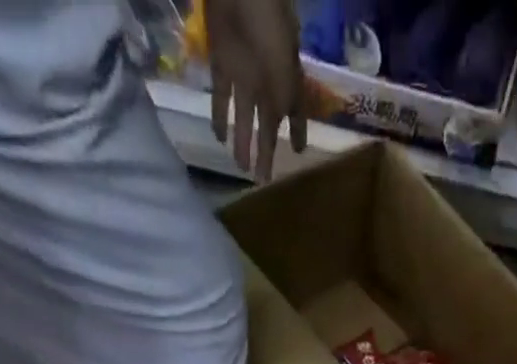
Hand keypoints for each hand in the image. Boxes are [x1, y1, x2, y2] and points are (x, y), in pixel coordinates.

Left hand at [204, 0, 305, 178]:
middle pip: (267, 124)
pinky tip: (219, 138)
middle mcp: (268, 82)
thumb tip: (276, 139)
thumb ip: (283, 110)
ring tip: (240, 167)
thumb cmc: (271, 31)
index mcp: (288, 83)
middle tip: (263, 180)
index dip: (298, 134)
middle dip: (266, 151)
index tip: (298, 153)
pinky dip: (219, 117)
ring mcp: (244, 72)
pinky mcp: (222, 62)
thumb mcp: (285, 79)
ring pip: (244, 116)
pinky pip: (221, 96)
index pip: (296, 115)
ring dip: (242, 142)